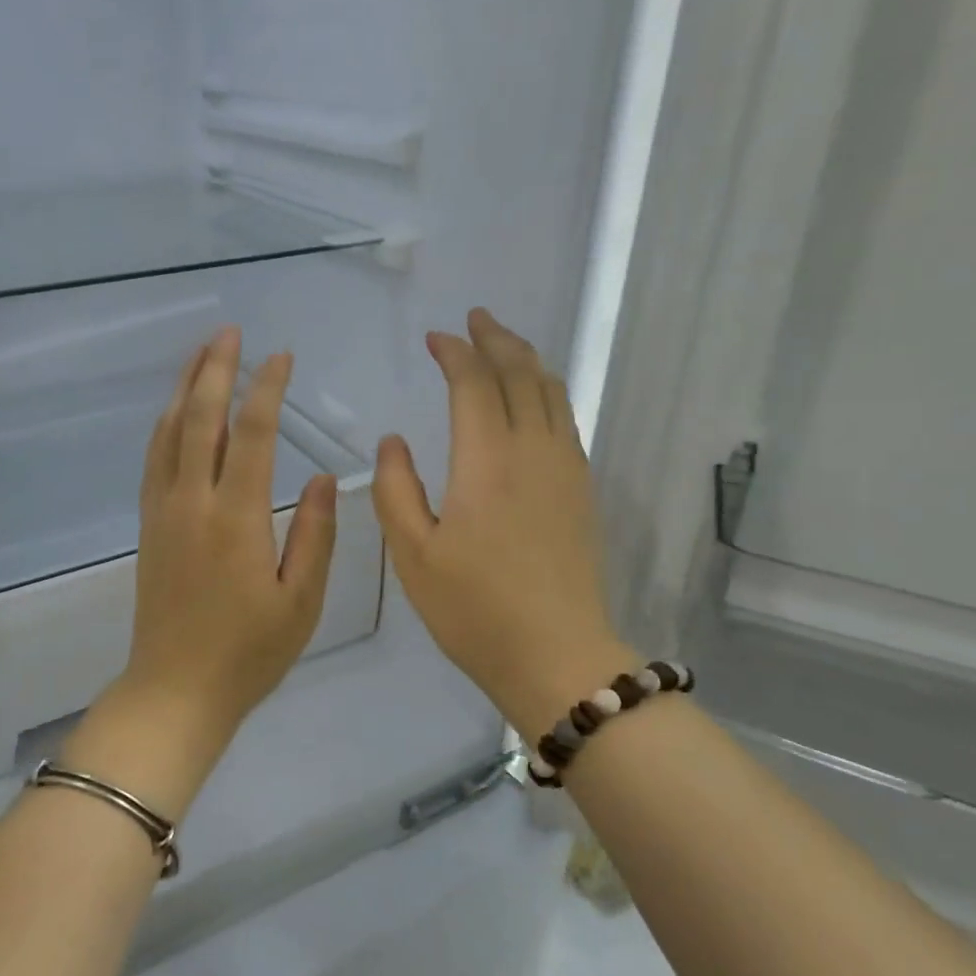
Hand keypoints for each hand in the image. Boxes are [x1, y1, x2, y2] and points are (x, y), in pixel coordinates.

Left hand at [67, 328, 337, 813]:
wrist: (175, 690)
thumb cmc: (249, 653)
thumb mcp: (301, 601)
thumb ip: (315, 534)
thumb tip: (325, 476)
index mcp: (237, 518)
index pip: (252, 435)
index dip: (266, 390)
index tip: (281, 357)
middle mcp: (193, 503)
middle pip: (199, 420)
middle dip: (215, 370)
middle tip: (229, 332)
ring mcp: (163, 512)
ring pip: (168, 434)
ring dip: (184, 389)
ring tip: (201, 354)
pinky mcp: (149, 526)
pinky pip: (154, 459)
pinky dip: (165, 425)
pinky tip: (174, 413)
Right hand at [374, 308, 631, 740]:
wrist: (557, 656)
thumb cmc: (474, 609)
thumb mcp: (414, 555)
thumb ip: (395, 489)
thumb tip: (393, 441)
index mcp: (487, 460)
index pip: (473, 383)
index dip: (454, 352)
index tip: (435, 338)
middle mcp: (533, 450)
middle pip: (520, 373)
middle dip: (496, 339)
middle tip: (476, 319)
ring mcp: (566, 468)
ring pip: (552, 392)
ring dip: (527, 359)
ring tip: (505, 345)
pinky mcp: (582, 490)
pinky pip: (566, 419)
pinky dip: (547, 392)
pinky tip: (535, 400)